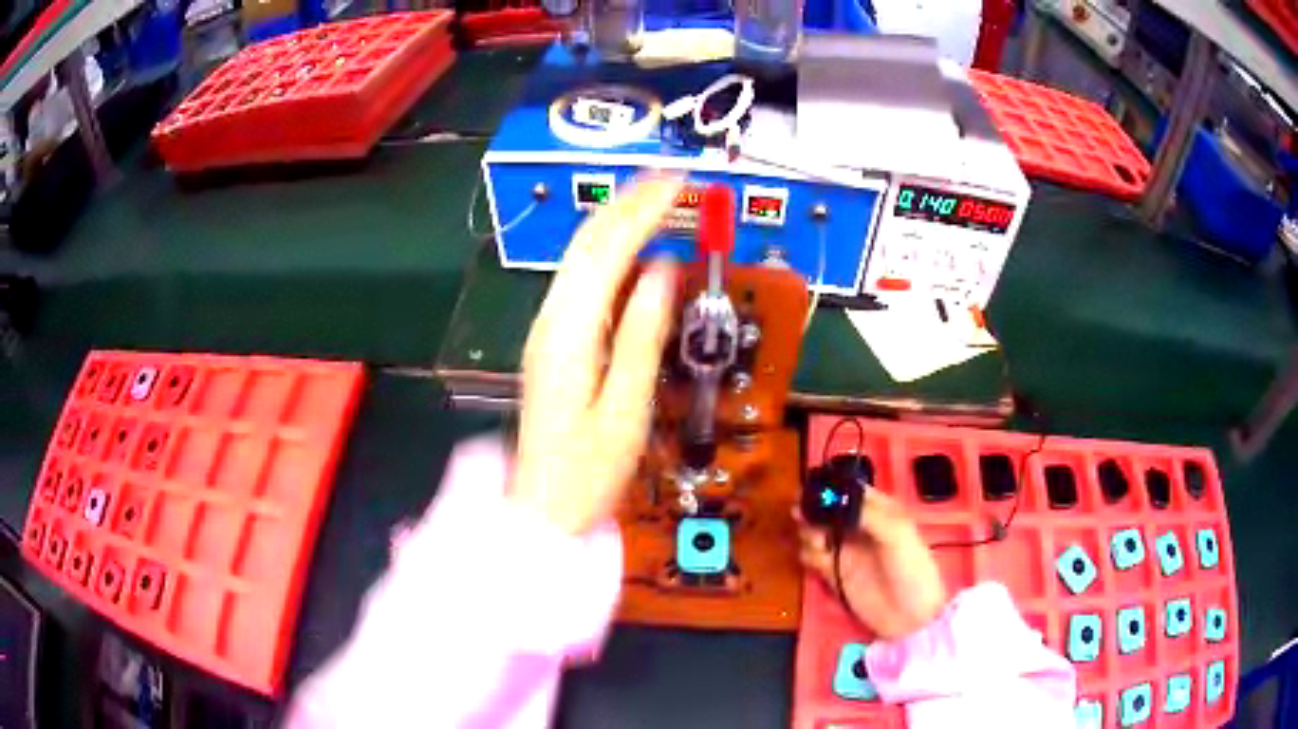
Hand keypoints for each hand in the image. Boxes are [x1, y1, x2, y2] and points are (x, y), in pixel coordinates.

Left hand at [511, 174, 683, 534]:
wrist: (542, 504)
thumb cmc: (588, 470)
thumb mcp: (626, 407)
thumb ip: (642, 334)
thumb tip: (663, 271)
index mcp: (570, 332)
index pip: (608, 250)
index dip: (643, 209)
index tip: (678, 180)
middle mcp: (552, 319)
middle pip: (588, 242)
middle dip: (629, 202)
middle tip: (672, 178)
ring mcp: (548, 328)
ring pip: (581, 257)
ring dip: (617, 221)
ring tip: (656, 198)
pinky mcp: (552, 341)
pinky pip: (581, 281)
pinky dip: (608, 253)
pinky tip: (631, 249)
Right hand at [797, 489, 947, 639]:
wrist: (911, 617)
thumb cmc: (913, 570)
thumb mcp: (899, 534)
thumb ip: (868, 514)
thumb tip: (833, 500)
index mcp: (879, 510)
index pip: (850, 489)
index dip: (831, 486)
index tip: (814, 490)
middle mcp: (859, 526)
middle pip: (826, 508)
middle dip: (813, 509)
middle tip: (805, 516)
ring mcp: (844, 550)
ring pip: (814, 530)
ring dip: (809, 531)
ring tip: (819, 542)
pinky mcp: (833, 573)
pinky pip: (810, 556)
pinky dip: (807, 553)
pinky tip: (818, 558)